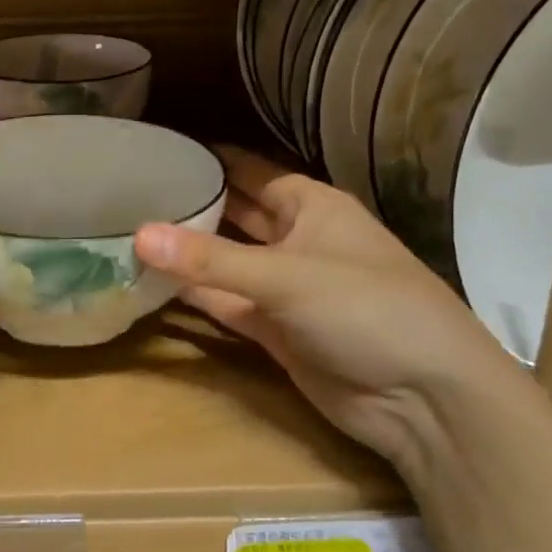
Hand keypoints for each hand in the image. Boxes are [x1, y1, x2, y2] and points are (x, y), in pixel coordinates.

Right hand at [134, 149, 534, 468]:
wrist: (421, 398)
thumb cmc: (366, 309)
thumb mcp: (287, 276)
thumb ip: (211, 259)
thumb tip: (138, 234)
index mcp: (313, 207)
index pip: (253, 173)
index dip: (214, 162)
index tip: (163, 153)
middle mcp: (297, 241)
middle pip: (237, 216)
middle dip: (195, 207)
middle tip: (132, 194)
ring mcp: (285, 289)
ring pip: (227, 263)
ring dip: (189, 255)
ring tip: (130, 234)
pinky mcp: (275, 332)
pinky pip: (227, 305)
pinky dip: (197, 296)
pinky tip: (155, 284)